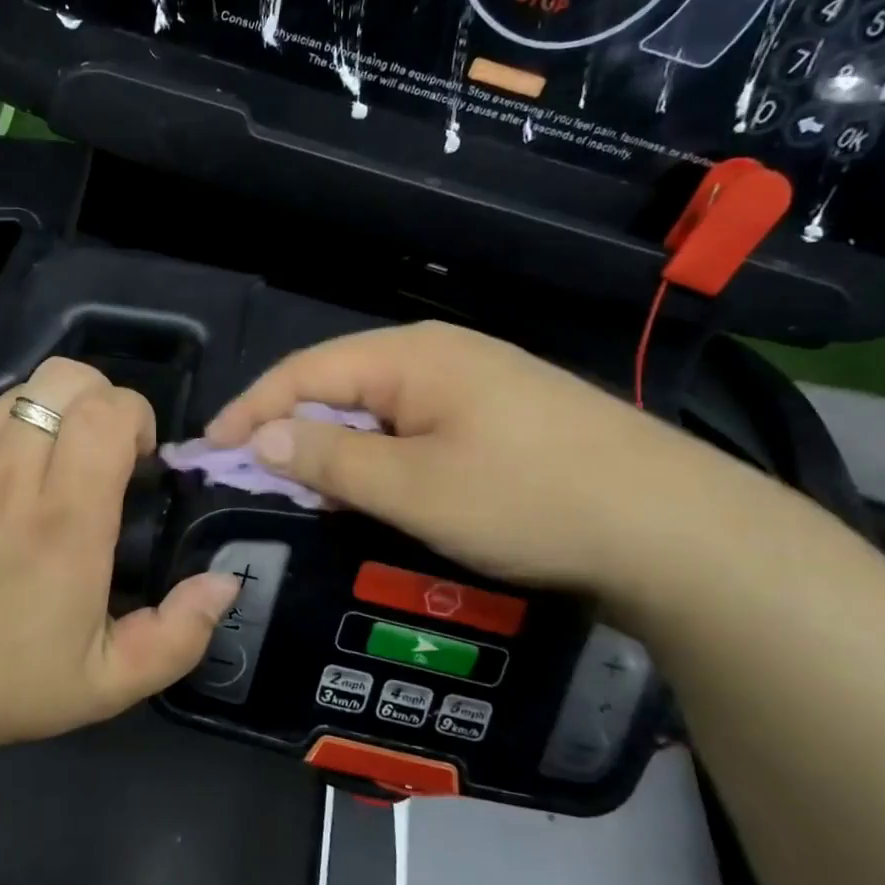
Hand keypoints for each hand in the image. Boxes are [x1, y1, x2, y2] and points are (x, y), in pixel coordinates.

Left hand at [0, 358, 242, 755]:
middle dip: (100, 401)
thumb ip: (180, 634)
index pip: (108, 411)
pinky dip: (7, 430)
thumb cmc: (11, 681)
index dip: (135, 418)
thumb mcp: (112, 682)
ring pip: (24, 390)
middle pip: (67, 379)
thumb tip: (225, 581)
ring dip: (54, 414)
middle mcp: (12, 474)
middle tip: (100, 451)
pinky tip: (4, 478)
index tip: (135, 460)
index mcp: (66, 519)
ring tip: (52, 464)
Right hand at [205, 321, 765, 604]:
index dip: (251, 411)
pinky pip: (414, 428)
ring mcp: (474, 384)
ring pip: (377, 410)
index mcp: (411, 356)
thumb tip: (264, 437)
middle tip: (251, 479)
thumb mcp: (414, 487)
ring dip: (335, 447)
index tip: (209, 452)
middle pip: (338, 386)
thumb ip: (332, 458)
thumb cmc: (530, 500)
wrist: (675, 529)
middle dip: (290, 430)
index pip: (304, 372)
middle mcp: (438, 355)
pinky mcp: (499, 417)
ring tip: (303, 490)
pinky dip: (379, 457)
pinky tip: (373, 489)